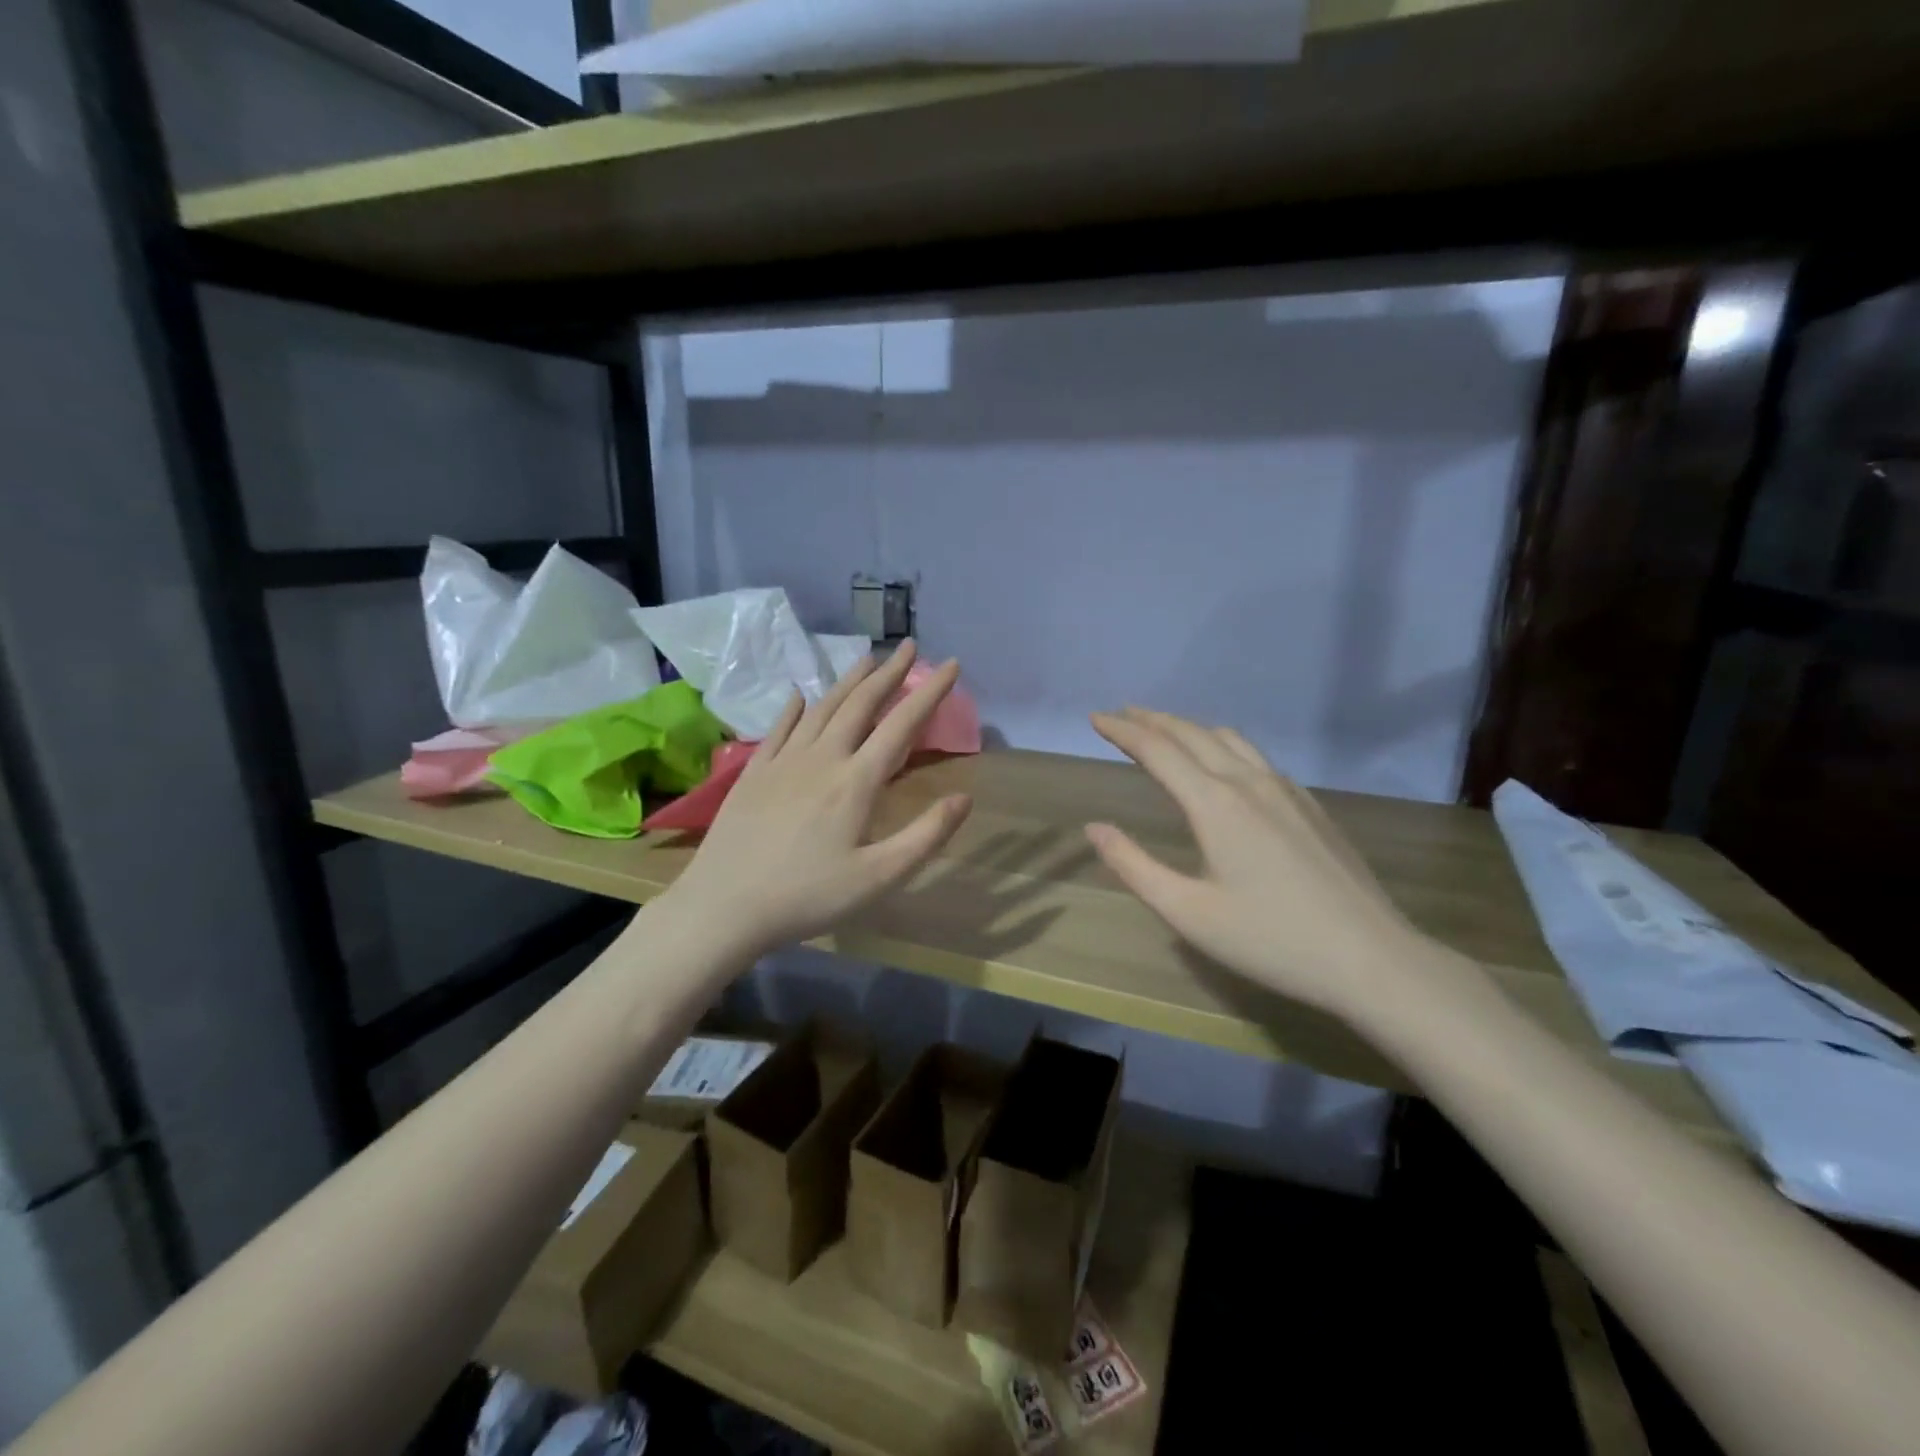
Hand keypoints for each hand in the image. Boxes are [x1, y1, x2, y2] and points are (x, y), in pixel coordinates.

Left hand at [663, 641, 972, 958]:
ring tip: (866, 659)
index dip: (929, 692)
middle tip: (908, 646)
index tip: (950, 664)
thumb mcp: (879, 877)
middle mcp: (822, 758)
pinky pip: (779, 728)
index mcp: (856, 781)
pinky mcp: (753, 772)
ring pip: (821, 708)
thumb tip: (964, 798)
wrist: (724, 905)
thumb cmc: (808, 896)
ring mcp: (783, 761)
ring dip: (848, 681)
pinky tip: (800, 696)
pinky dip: (794, 708)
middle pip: (861, 704)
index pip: (901, 724)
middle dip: (889, 673)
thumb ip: (925, 836)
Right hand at [1085, 708, 1439, 1019]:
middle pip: (1193, 734)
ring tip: (1165, 730)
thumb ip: (1134, 865)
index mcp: (1215, 804)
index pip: (1158, 750)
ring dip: (1189, 728)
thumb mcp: (1188, 912)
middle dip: (1152, 720)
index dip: (1123, 731)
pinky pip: (1256, 757)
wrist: (1371, 958)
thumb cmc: (1270, 940)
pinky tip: (1223, 764)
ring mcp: (1286, 790)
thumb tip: (1094, 828)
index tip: (1095, 718)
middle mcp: (1249, 782)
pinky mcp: (1310, 805)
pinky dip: (1222, 745)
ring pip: (1229, 740)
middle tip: (1122, 713)